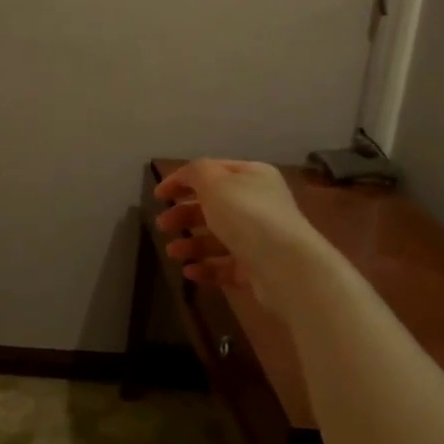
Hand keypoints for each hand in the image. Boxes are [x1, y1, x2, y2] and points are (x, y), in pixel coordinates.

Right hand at [153, 159, 327, 307]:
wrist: (285, 266)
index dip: (182, 180)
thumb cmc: (246, 215)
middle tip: (162, 225)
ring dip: (191, 243)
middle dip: (184, 214)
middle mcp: (258, 204)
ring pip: (217, 238)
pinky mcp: (257, 269)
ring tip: (173, 252)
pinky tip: (189, 272)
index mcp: (252, 177)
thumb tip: (186, 176)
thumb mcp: (215, 182)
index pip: (212, 171)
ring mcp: (259, 238)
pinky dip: (206, 268)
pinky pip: (225, 266)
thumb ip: (195, 173)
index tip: (158, 195)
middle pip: (213, 206)